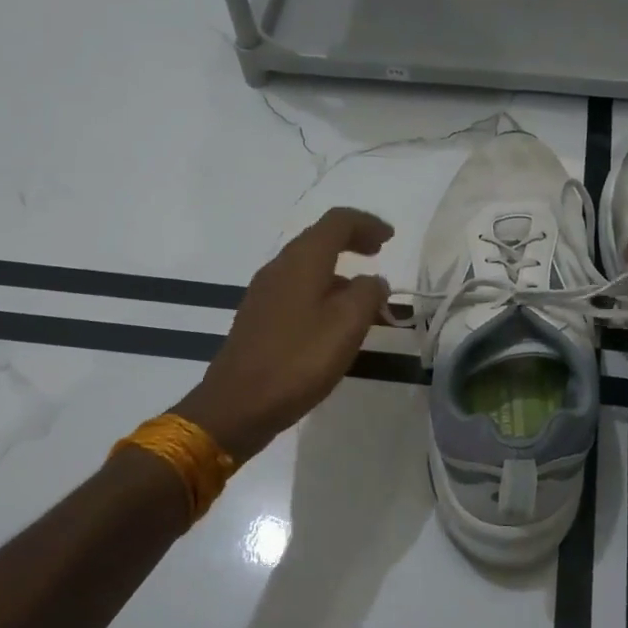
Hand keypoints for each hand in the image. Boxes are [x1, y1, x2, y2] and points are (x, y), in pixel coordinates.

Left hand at [177, 208, 392, 462]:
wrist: (237, 405)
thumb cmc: (298, 360)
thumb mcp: (347, 325)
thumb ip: (368, 294)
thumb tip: (373, 281)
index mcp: (302, 261)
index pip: (337, 221)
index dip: (367, 223)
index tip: (390, 238)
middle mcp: (280, 268)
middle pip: (320, 239)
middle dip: (353, 241)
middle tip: (379, 254)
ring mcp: (265, 293)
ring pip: (309, 267)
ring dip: (340, 272)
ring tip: (366, 299)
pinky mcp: (259, 318)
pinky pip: (298, 290)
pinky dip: (323, 292)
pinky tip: (335, 322)